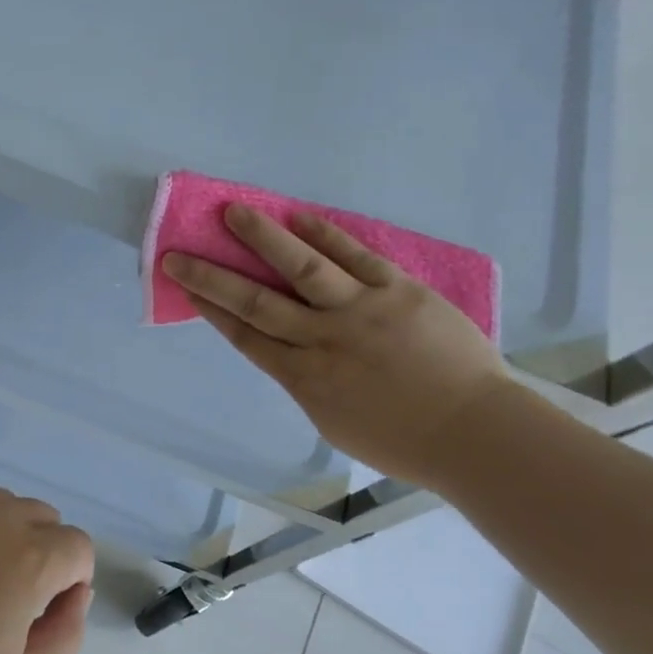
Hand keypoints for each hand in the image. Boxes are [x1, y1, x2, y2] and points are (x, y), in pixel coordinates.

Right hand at [164, 204, 510, 488]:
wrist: (474, 432)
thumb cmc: (403, 442)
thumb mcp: (335, 424)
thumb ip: (308, 386)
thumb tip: (292, 356)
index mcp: (304, 380)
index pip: (247, 337)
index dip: (213, 311)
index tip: (187, 289)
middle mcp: (322, 340)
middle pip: (256, 302)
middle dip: (212, 277)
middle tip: (178, 254)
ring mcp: (361, 311)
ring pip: (301, 268)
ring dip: (263, 238)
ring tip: (232, 212)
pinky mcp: (399, 290)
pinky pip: (355, 257)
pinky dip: (325, 235)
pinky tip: (298, 216)